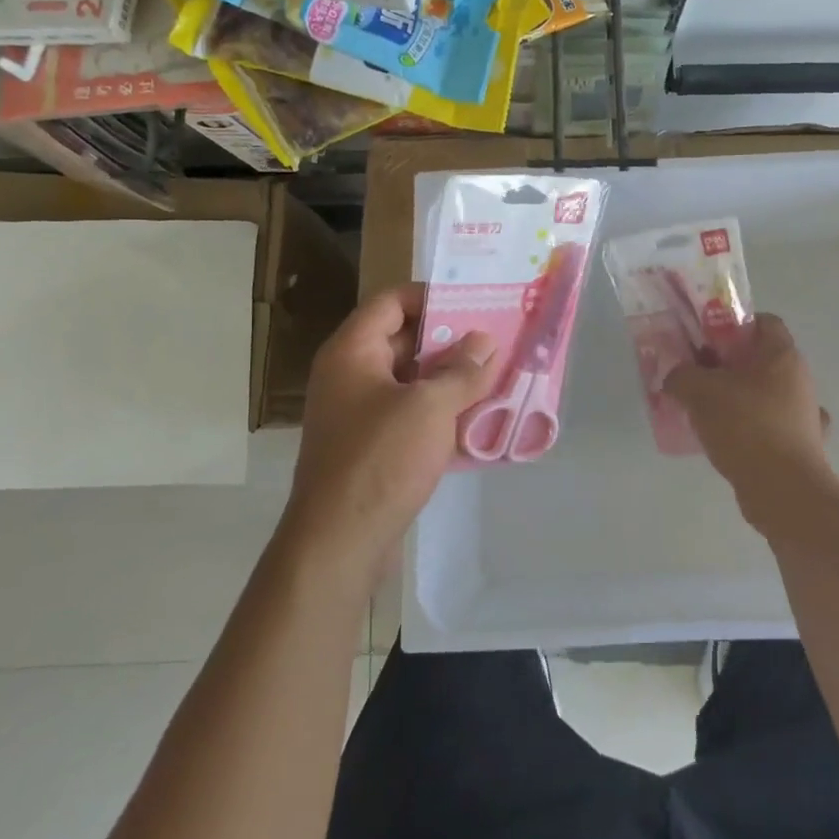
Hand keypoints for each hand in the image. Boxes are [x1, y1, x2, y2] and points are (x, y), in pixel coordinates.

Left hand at [282, 283, 498, 583]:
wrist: (340, 542)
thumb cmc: (381, 459)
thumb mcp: (429, 407)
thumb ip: (462, 370)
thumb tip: (486, 341)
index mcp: (352, 352)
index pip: (392, 302)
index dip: (432, 297)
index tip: (475, 303)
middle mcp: (351, 375)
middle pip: (404, 341)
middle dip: (452, 341)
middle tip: (497, 339)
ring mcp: (360, 414)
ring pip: (412, 382)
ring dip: (452, 380)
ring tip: (499, 376)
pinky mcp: (373, 447)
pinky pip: (412, 416)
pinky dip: (442, 414)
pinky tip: (481, 421)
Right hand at [664, 314, 834, 536]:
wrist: (784, 491)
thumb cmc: (746, 426)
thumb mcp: (699, 391)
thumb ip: (681, 375)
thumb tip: (675, 377)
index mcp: (782, 355)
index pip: (763, 321)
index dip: (733, 324)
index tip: (705, 340)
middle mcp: (800, 380)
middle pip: (761, 359)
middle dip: (727, 365)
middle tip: (696, 375)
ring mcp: (804, 415)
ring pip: (765, 395)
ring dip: (738, 399)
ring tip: (704, 411)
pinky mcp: (801, 447)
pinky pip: (770, 427)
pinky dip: (750, 430)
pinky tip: (727, 441)